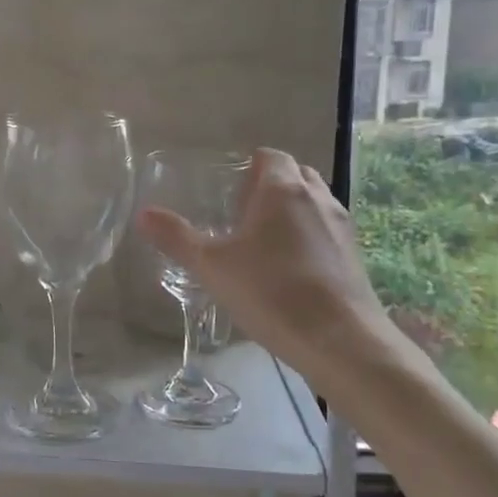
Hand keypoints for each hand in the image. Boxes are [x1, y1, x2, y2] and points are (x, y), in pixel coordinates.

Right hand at [136, 148, 390, 373]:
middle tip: (242, 213)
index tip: (230, 190)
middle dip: (271, 185)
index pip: (271, 156)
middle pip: (296, 174)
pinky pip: (326, 230)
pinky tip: (290, 269)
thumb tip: (143, 214)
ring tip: (264, 241)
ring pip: (314, 202)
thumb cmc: (271, 293)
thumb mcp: (212, 267)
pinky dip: (309, 235)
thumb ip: (177, 238)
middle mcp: (317, 198)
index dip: (250, 166)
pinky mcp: (354, 255)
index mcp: (282, 190)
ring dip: (292, 210)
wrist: (340, 340)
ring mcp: (341, 226)